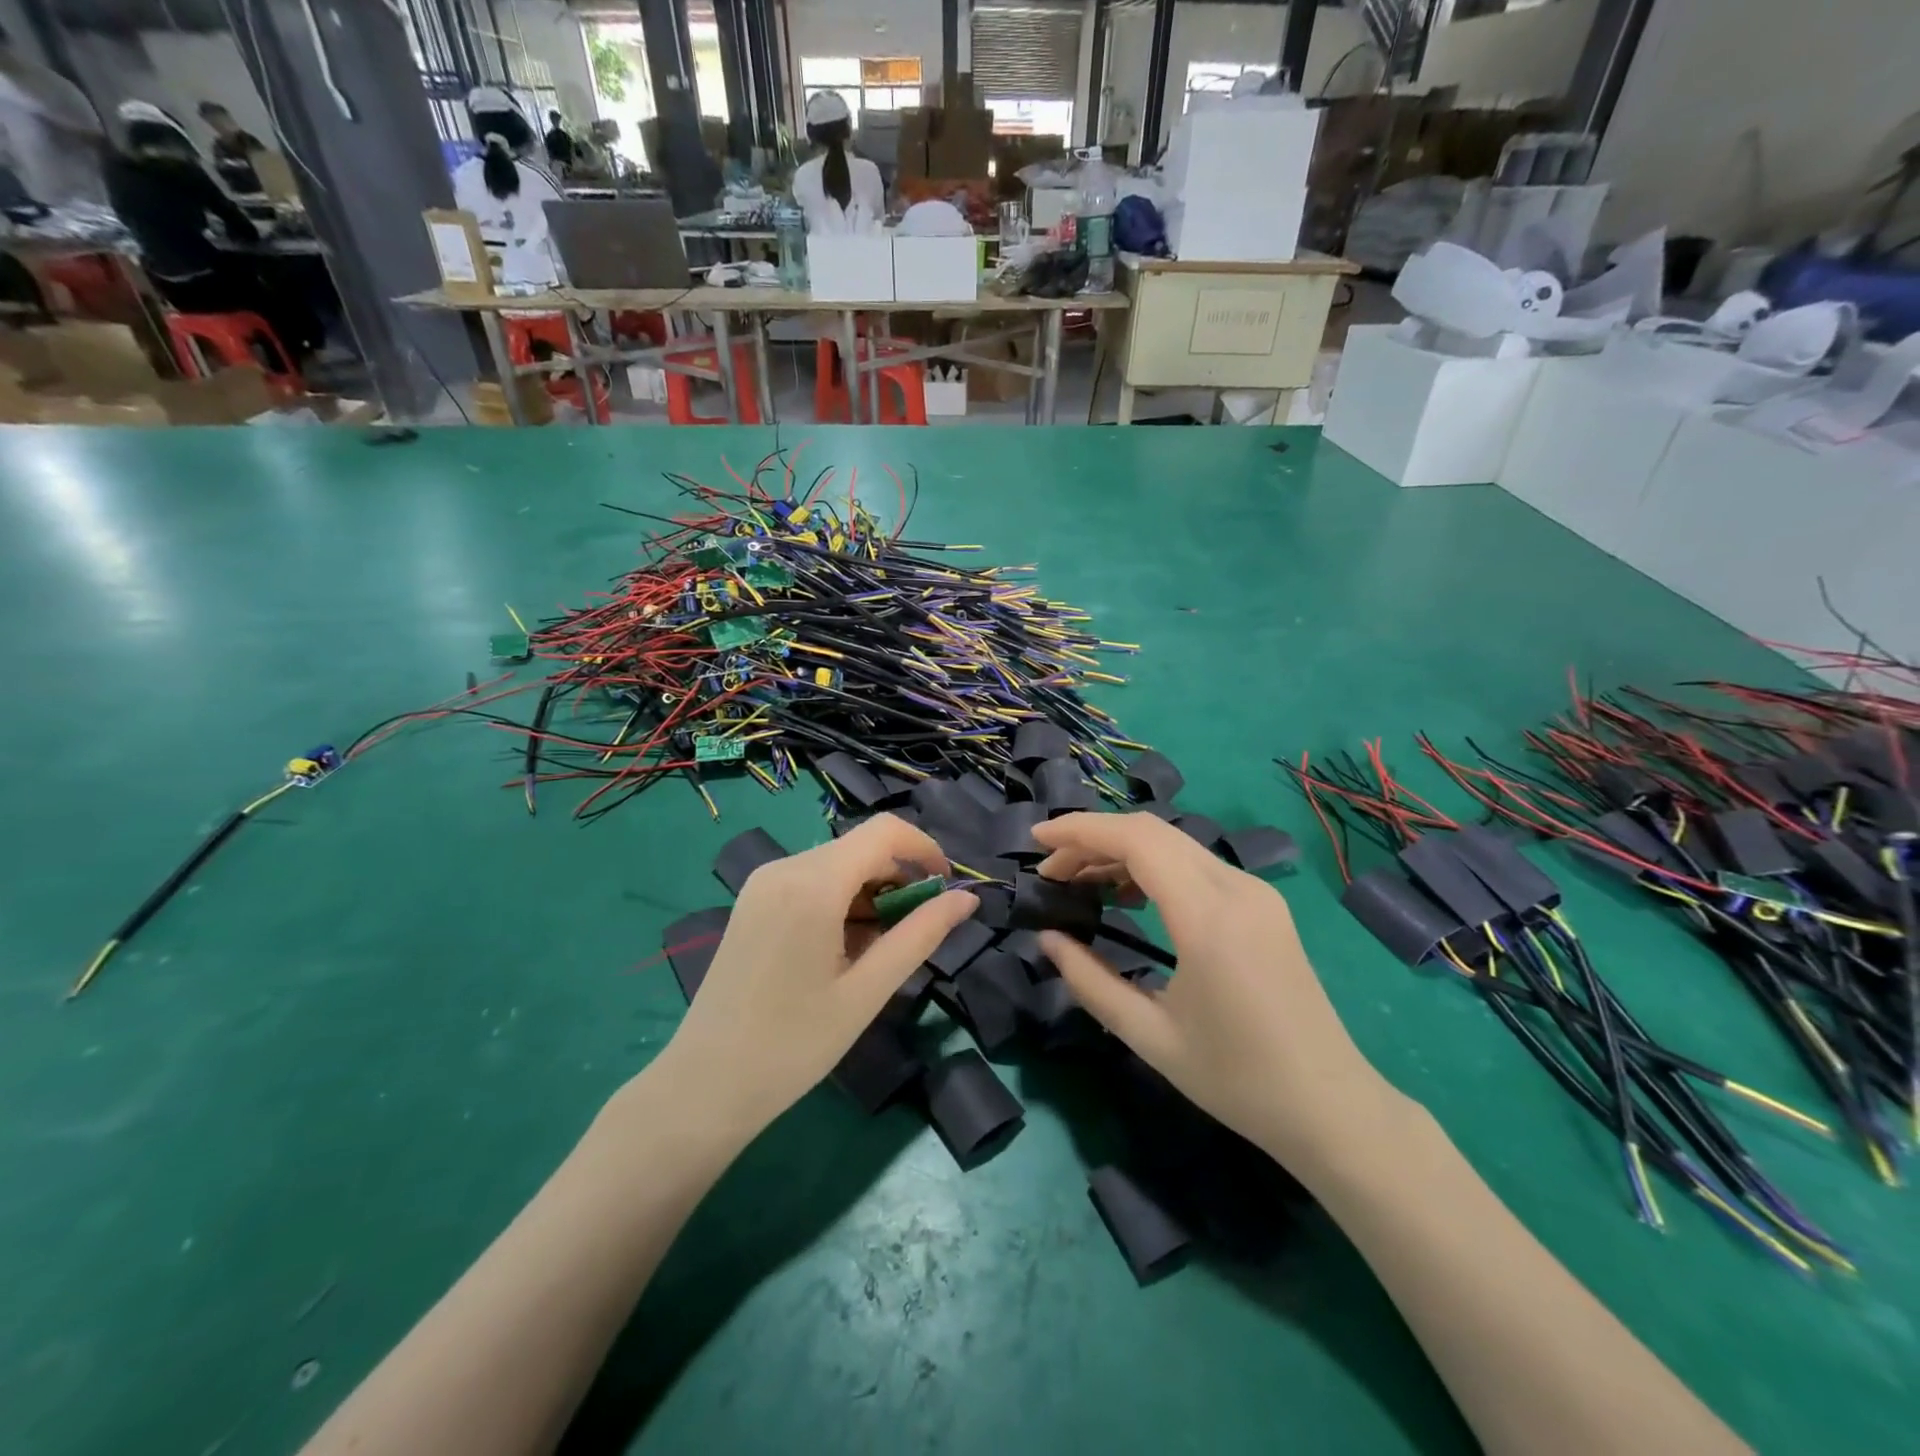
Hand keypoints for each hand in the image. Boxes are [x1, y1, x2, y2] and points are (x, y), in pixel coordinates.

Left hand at [655, 814, 977, 1138]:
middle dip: (899, 878)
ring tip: (877, 950)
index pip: (884, 832)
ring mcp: (763, 882)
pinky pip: (811, 881)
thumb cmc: (793, 1045)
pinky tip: (843, 948)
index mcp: (812, 884)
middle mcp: (785, 867)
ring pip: (837, 864)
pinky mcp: (753, 900)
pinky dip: (841, 901)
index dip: (925, 849)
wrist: (704, 1086)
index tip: (947, 889)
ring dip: (871, 893)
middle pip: (860, 847)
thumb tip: (968, 899)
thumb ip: (921, 935)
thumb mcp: (868, 991)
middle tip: (915, 932)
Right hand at [1033, 812, 1398, 1179]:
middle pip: (1153, 831)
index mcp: (1208, 917)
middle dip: (1094, 839)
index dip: (1081, 830)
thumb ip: (1090, 981)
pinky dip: (1153, 866)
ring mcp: (1256, 893)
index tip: (1037, 839)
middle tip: (1052, 872)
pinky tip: (1129, 895)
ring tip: (1081, 882)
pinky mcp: (1264, 905)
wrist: (1331, 1106)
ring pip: (1175, 843)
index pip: (1136, 840)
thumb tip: (1048, 939)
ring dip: (1123, 851)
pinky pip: (1197, 864)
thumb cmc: (1237, 1079)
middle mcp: (1237, 888)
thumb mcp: (1149, 1036)